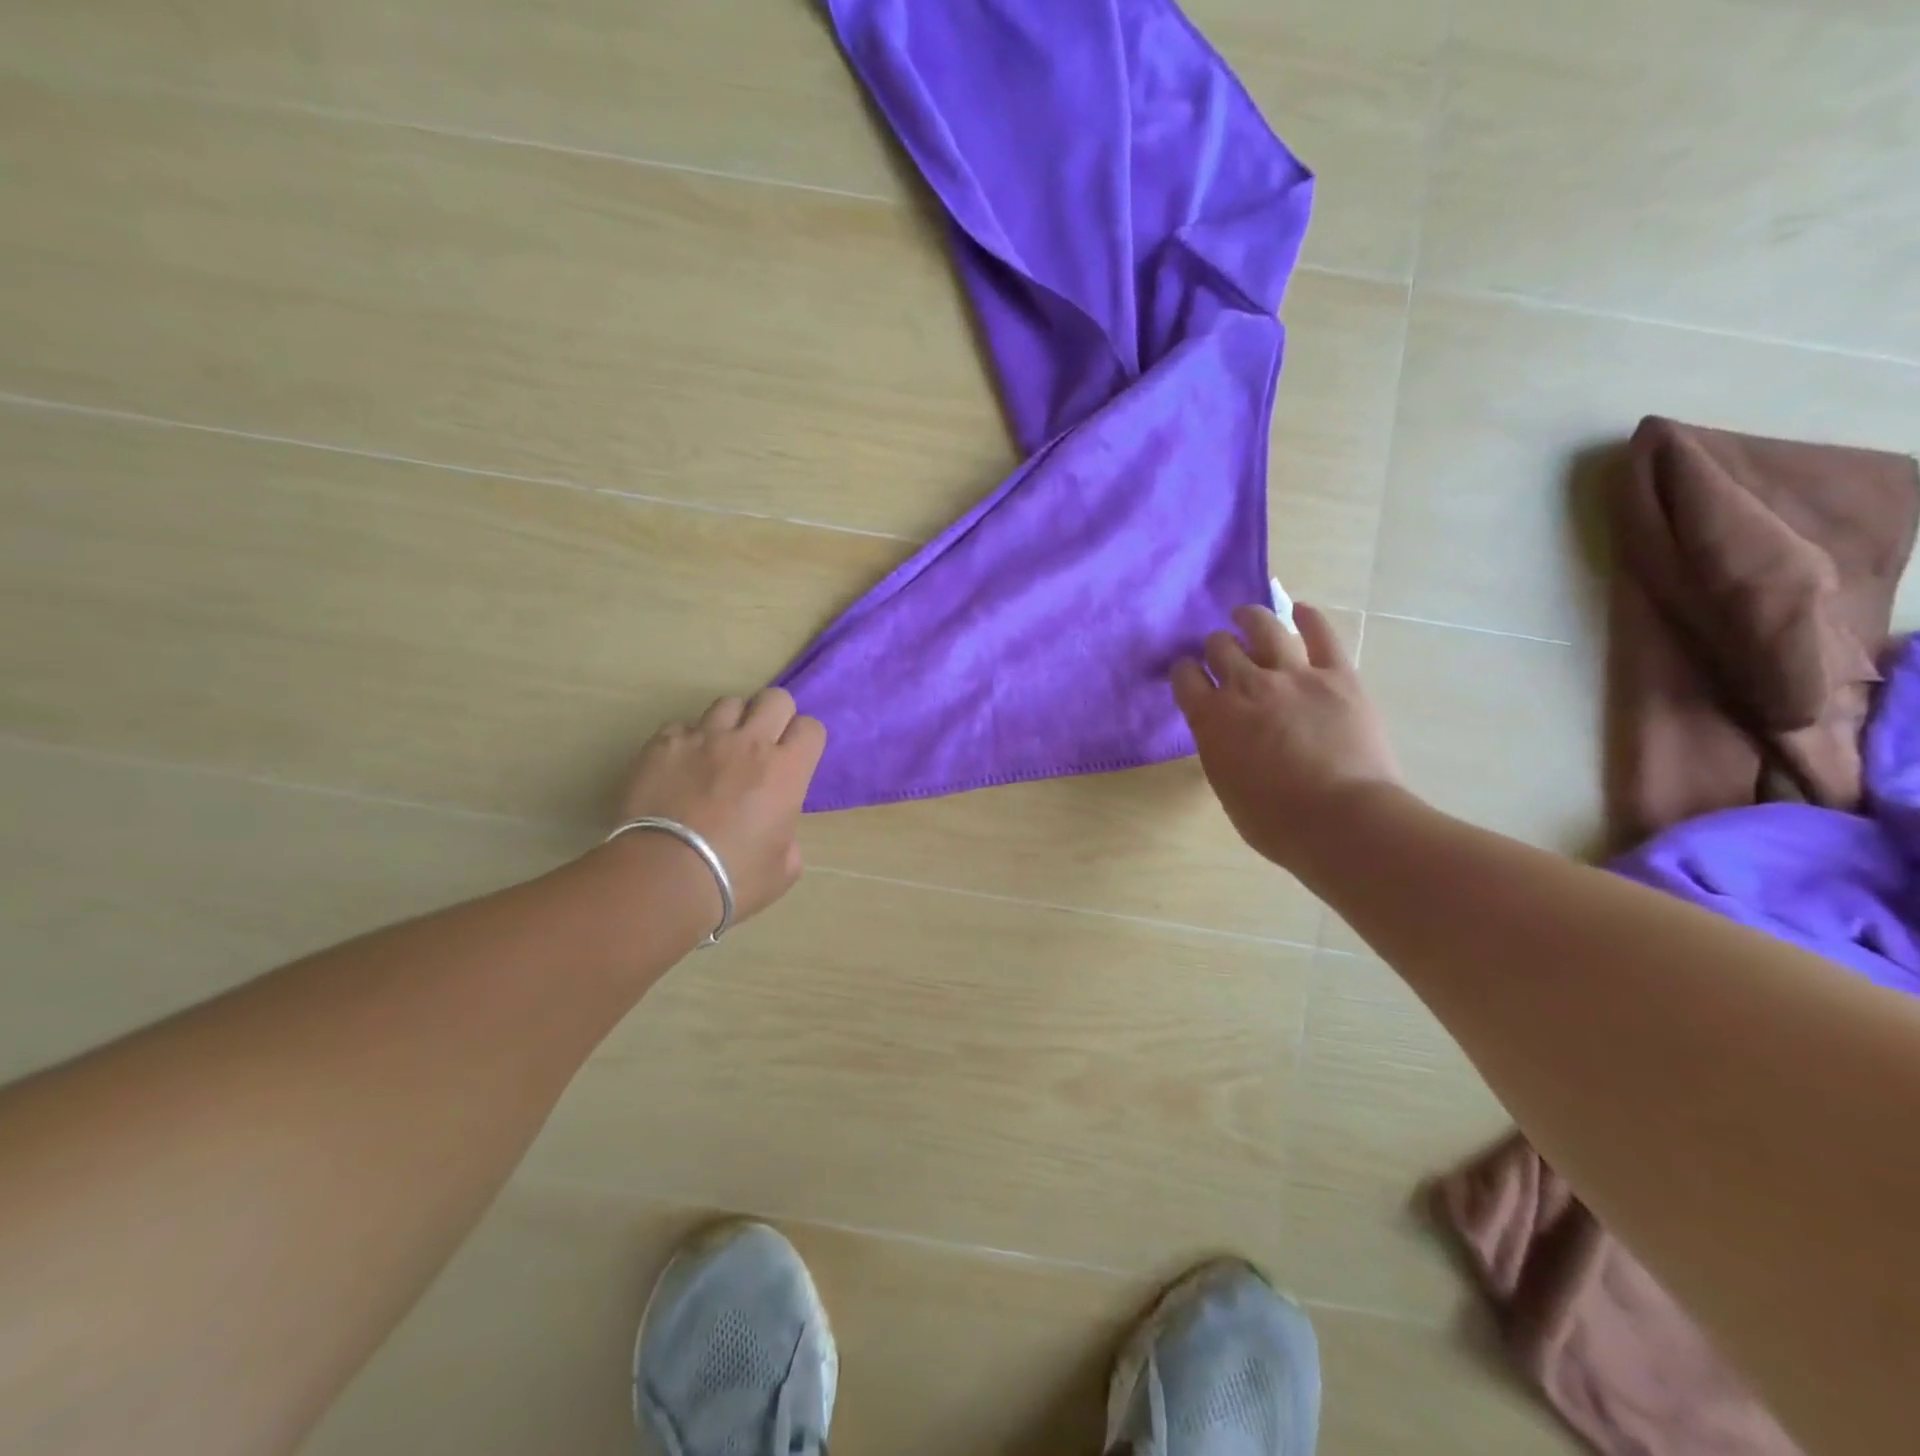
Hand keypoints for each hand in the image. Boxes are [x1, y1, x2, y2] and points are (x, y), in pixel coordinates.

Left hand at [616, 688, 825, 923]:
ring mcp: (703, 738)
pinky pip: (682, 727)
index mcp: (787, 770)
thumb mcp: (783, 869)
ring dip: (731, 724)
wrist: (663, 877)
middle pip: (774, 698)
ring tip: (719, 751)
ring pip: (728, 704)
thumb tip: (777, 831)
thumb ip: (788, 838)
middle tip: (763, 746)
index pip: (811, 727)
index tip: (795, 760)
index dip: (805, 741)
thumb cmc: (733, 879)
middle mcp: (750, 743)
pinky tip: (680, 766)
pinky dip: (686, 741)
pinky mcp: (663, 744)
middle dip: (774, 716)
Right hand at [1172, 604, 1399, 871]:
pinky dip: (1308, 617)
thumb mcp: (1226, 785)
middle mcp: (1245, 686)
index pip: (1185, 677)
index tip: (1188, 672)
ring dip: (1250, 618)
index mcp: (1211, 718)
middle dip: (1215, 646)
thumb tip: (1226, 732)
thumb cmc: (1276, 822)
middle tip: (1220, 651)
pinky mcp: (1337, 674)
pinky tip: (1300, 611)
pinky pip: (1321, 634)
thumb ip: (1220, 747)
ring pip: (1264, 628)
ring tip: (1246, 615)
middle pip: (1220, 647)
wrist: (1342, 821)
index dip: (1184, 670)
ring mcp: (1293, 675)